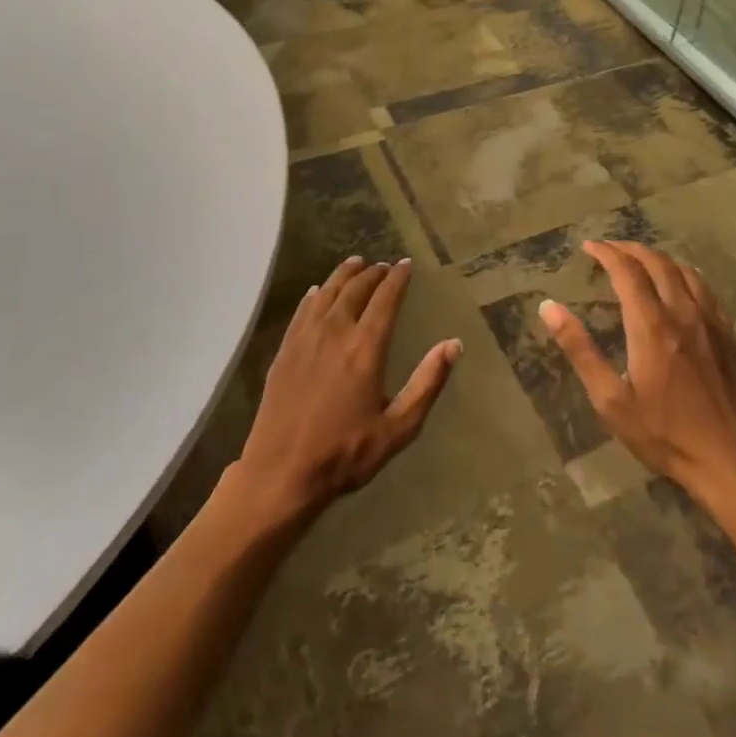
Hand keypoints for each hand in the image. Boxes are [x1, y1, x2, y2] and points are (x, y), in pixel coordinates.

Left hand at [235, 257, 460, 521]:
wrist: (281, 472)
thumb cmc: (345, 453)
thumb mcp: (398, 427)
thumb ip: (428, 383)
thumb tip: (454, 344)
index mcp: (366, 347)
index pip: (386, 298)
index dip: (397, 278)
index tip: (406, 265)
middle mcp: (336, 331)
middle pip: (356, 288)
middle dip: (373, 273)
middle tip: (384, 266)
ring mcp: (306, 338)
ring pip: (328, 292)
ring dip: (344, 274)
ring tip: (355, 264)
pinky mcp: (285, 350)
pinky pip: (303, 310)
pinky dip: (315, 294)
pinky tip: (317, 291)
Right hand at [540, 241, 735, 496]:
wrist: (731, 461)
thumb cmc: (664, 434)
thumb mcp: (611, 400)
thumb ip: (580, 350)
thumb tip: (549, 307)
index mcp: (651, 326)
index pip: (627, 271)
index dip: (606, 253)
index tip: (588, 247)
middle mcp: (682, 313)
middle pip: (656, 263)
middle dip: (629, 249)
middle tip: (608, 249)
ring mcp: (710, 322)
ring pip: (683, 270)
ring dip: (657, 257)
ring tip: (639, 259)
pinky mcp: (727, 334)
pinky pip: (705, 288)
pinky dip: (684, 274)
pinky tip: (679, 283)